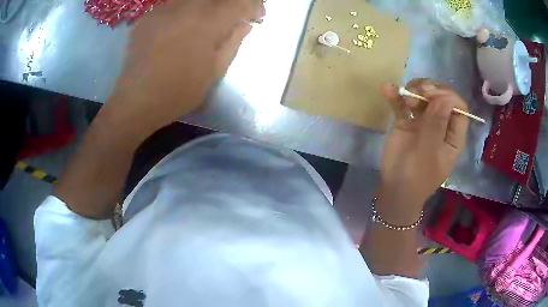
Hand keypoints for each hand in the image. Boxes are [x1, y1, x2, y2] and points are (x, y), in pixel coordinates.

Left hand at [105, 0, 264, 136]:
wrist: (135, 101)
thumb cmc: (177, 92)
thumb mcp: (214, 72)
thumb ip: (233, 42)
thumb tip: (244, 24)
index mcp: (207, 22)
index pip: (239, 2)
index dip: (253, 6)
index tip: (256, 17)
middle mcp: (186, 7)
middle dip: (231, 4)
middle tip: (232, 18)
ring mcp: (163, 9)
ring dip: (208, 6)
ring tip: (208, 22)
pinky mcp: (148, 16)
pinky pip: (174, 5)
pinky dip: (185, 11)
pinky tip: (182, 26)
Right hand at [377, 79, 468, 222]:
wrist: (394, 190)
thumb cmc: (416, 177)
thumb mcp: (429, 154)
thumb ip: (436, 126)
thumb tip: (444, 97)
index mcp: (453, 135)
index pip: (458, 107)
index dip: (447, 96)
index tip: (431, 96)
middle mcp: (441, 125)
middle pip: (441, 96)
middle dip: (430, 90)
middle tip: (418, 92)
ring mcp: (423, 122)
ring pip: (423, 96)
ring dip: (414, 91)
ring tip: (405, 98)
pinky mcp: (406, 122)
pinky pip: (403, 105)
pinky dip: (396, 96)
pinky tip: (387, 89)